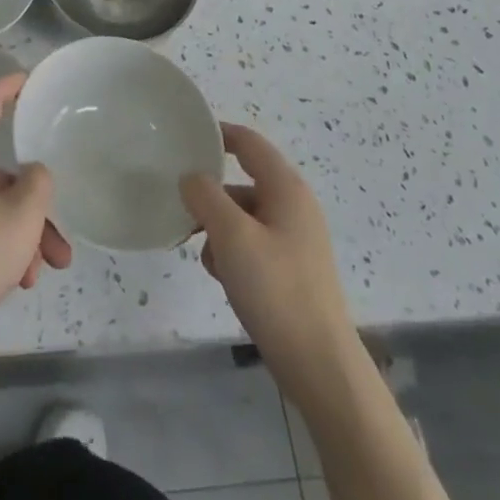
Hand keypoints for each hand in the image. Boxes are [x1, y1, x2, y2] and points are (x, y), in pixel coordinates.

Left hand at [0, 73, 71, 367]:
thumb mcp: (21, 218)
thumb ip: (38, 183)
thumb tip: (32, 172)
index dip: (6, 85)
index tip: (27, 80)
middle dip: (32, 191)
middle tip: (57, 215)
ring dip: (24, 227)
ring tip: (49, 266)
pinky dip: (3, 242)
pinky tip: (22, 280)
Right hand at [180, 123, 356, 398]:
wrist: (319, 365)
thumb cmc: (276, 290)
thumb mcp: (231, 236)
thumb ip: (205, 196)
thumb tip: (191, 177)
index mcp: (285, 188)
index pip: (248, 142)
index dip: (217, 134)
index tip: (183, 136)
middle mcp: (294, 205)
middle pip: (243, 181)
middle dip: (210, 194)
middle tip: (180, 207)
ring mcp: (295, 239)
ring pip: (244, 215)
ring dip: (218, 228)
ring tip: (203, 254)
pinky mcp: (291, 268)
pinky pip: (252, 242)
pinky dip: (232, 251)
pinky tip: (222, 277)